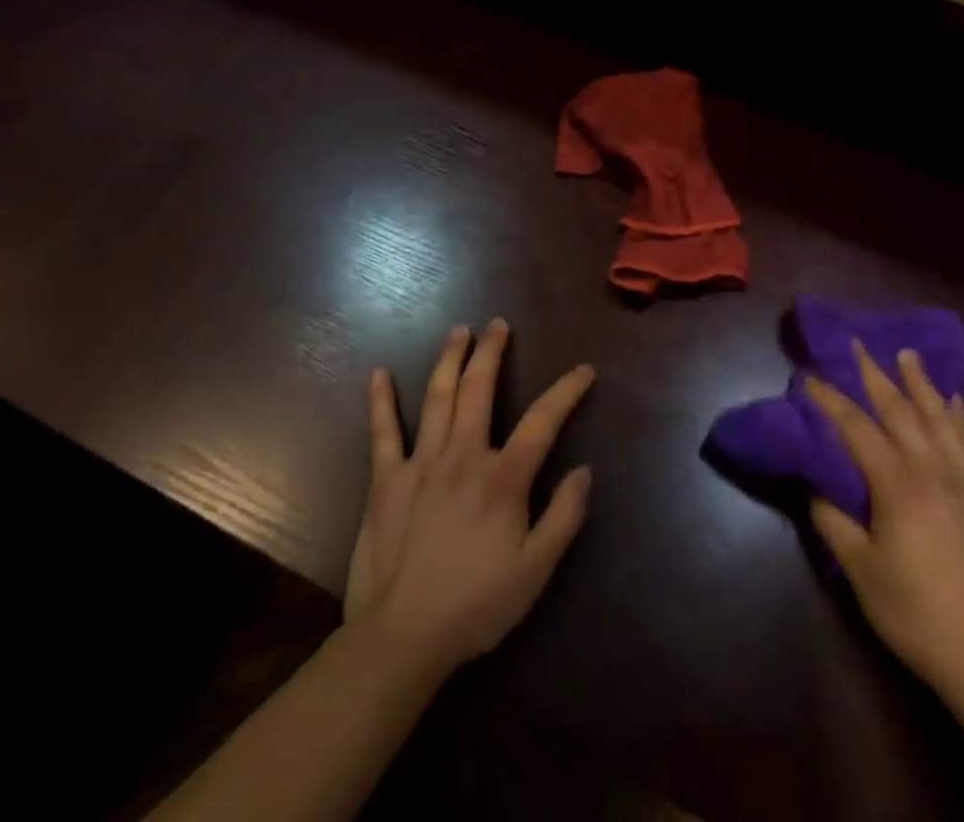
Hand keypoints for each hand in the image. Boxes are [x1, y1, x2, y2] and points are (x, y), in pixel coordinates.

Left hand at [344, 319, 594, 676]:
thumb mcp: (536, 570)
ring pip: (438, 398)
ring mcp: (421, 464)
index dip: (567, 391)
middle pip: (480, 390)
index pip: (543, 420)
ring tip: (459, 332)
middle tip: (498, 325)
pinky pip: (383, 432)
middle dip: (492, 353)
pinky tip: (378, 374)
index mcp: (503, 477)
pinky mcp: (386, 481)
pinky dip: (381, 401)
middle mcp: (463, 456)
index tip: (584, 370)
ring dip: (450, 360)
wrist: (402, 638)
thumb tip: (584, 470)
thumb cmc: (476, 605)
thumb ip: (564, 517)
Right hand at [806, 342, 963, 704]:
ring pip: (940, 417)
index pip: (856, 427)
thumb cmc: (917, 614)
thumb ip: (835, 523)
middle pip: (899, 409)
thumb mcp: (862, 573)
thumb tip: (817, 489)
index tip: (810, 376)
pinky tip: (955, 401)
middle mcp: (933, 468)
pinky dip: (961, 416)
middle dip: (874, 374)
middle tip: (858, 344)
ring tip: (906, 354)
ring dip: (920, 383)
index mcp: (897, 484)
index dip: (830, 400)